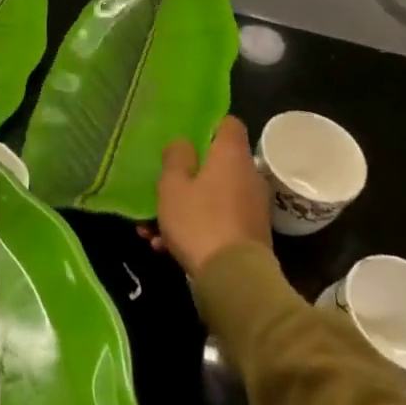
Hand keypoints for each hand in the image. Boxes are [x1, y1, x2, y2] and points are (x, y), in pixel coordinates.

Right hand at [149, 116, 272, 275]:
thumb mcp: (173, 185)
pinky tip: (166, 248)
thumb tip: (184, 143)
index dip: (208, 126)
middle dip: (188, 175)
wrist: (234, 280)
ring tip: (152, 229)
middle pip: (218, 164)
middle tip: (164, 187)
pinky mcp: (250, 235)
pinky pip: (218, 221)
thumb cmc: (199, 221)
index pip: (228, 124)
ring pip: (213, 196)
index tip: (188, 138)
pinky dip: (196, 228)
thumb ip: (176, 157)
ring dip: (185, 207)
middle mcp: (248, 176)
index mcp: (231, 156)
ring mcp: (252, 207)